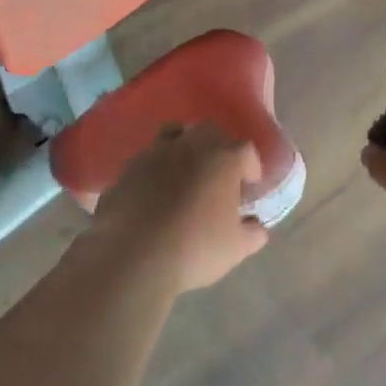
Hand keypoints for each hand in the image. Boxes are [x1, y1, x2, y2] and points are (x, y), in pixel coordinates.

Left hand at [91, 123, 268, 291]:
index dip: (251, 167)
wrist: (133, 255)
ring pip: (174, 133)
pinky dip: (156, 166)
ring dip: (184, 146)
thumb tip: (256, 227)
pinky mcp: (128, 166)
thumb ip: (252, 233)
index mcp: (224, 159)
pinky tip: (154, 190)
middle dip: (218, 148)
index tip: (248, 187)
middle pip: (210, 131)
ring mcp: (156, 152)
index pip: (246, 150)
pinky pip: (148, 157)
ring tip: (184, 173)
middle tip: (218, 176)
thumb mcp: (236, 248)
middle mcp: (191, 145)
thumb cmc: (195, 248)